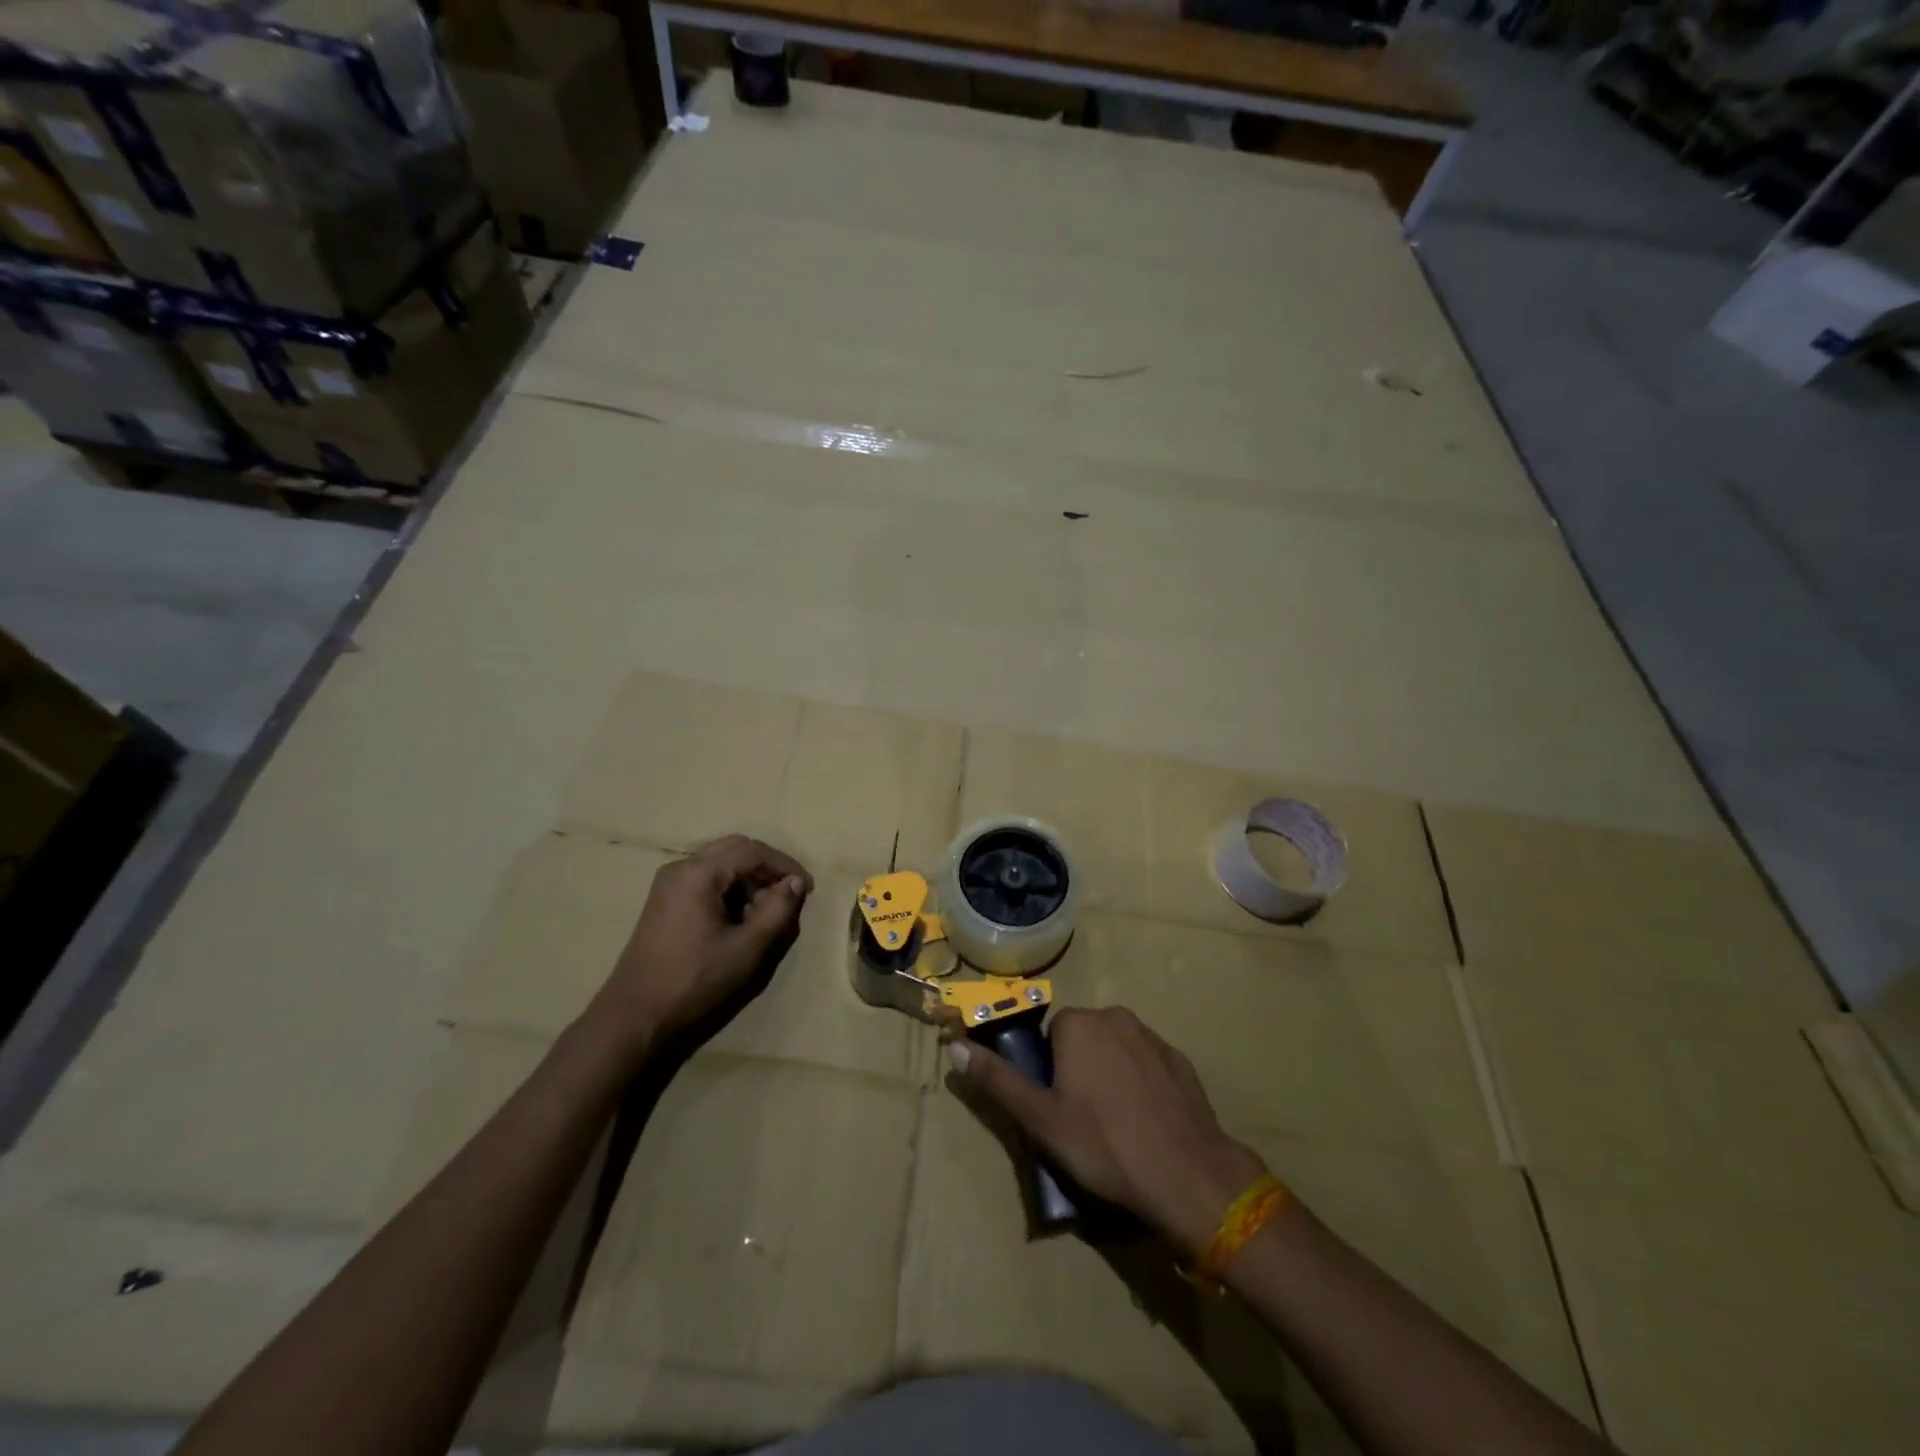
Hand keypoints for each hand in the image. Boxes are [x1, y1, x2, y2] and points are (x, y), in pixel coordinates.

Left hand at [587, 835, 812, 1051]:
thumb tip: (796, 883)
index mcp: (698, 874)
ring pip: (721, 865)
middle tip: (788, 897)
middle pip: (735, 850)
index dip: (786, 866)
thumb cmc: (695, 982)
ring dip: (749, 881)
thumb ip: (779, 910)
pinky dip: (730, 892)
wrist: (635, 1019)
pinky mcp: (665, 903)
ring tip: (766, 915)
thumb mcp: (748, 949)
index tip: (809, 889)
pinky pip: (706, 882)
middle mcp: (681, 869)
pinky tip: (740, 922)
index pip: (753, 851)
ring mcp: (669, 885)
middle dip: (767, 869)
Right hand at [949, 1006, 1267, 1258]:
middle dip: (1078, 1069)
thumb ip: (997, 1079)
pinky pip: (1147, 1064)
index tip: (1058, 1107)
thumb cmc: (1104, 1145)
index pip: (1051, 1035)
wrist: (1187, 1174)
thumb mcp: (1040, 1118)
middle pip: (1083, 1038)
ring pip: (1116, 1049)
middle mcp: (1115, 1016)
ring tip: (1115, 1125)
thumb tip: (954, 1046)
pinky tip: (1145, 1123)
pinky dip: (1141, 1084)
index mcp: (1079, 1024)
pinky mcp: (1180, 1060)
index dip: (1050, 1072)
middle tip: (1083, 1119)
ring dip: (1109, 1075)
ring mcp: (1153, 1036)